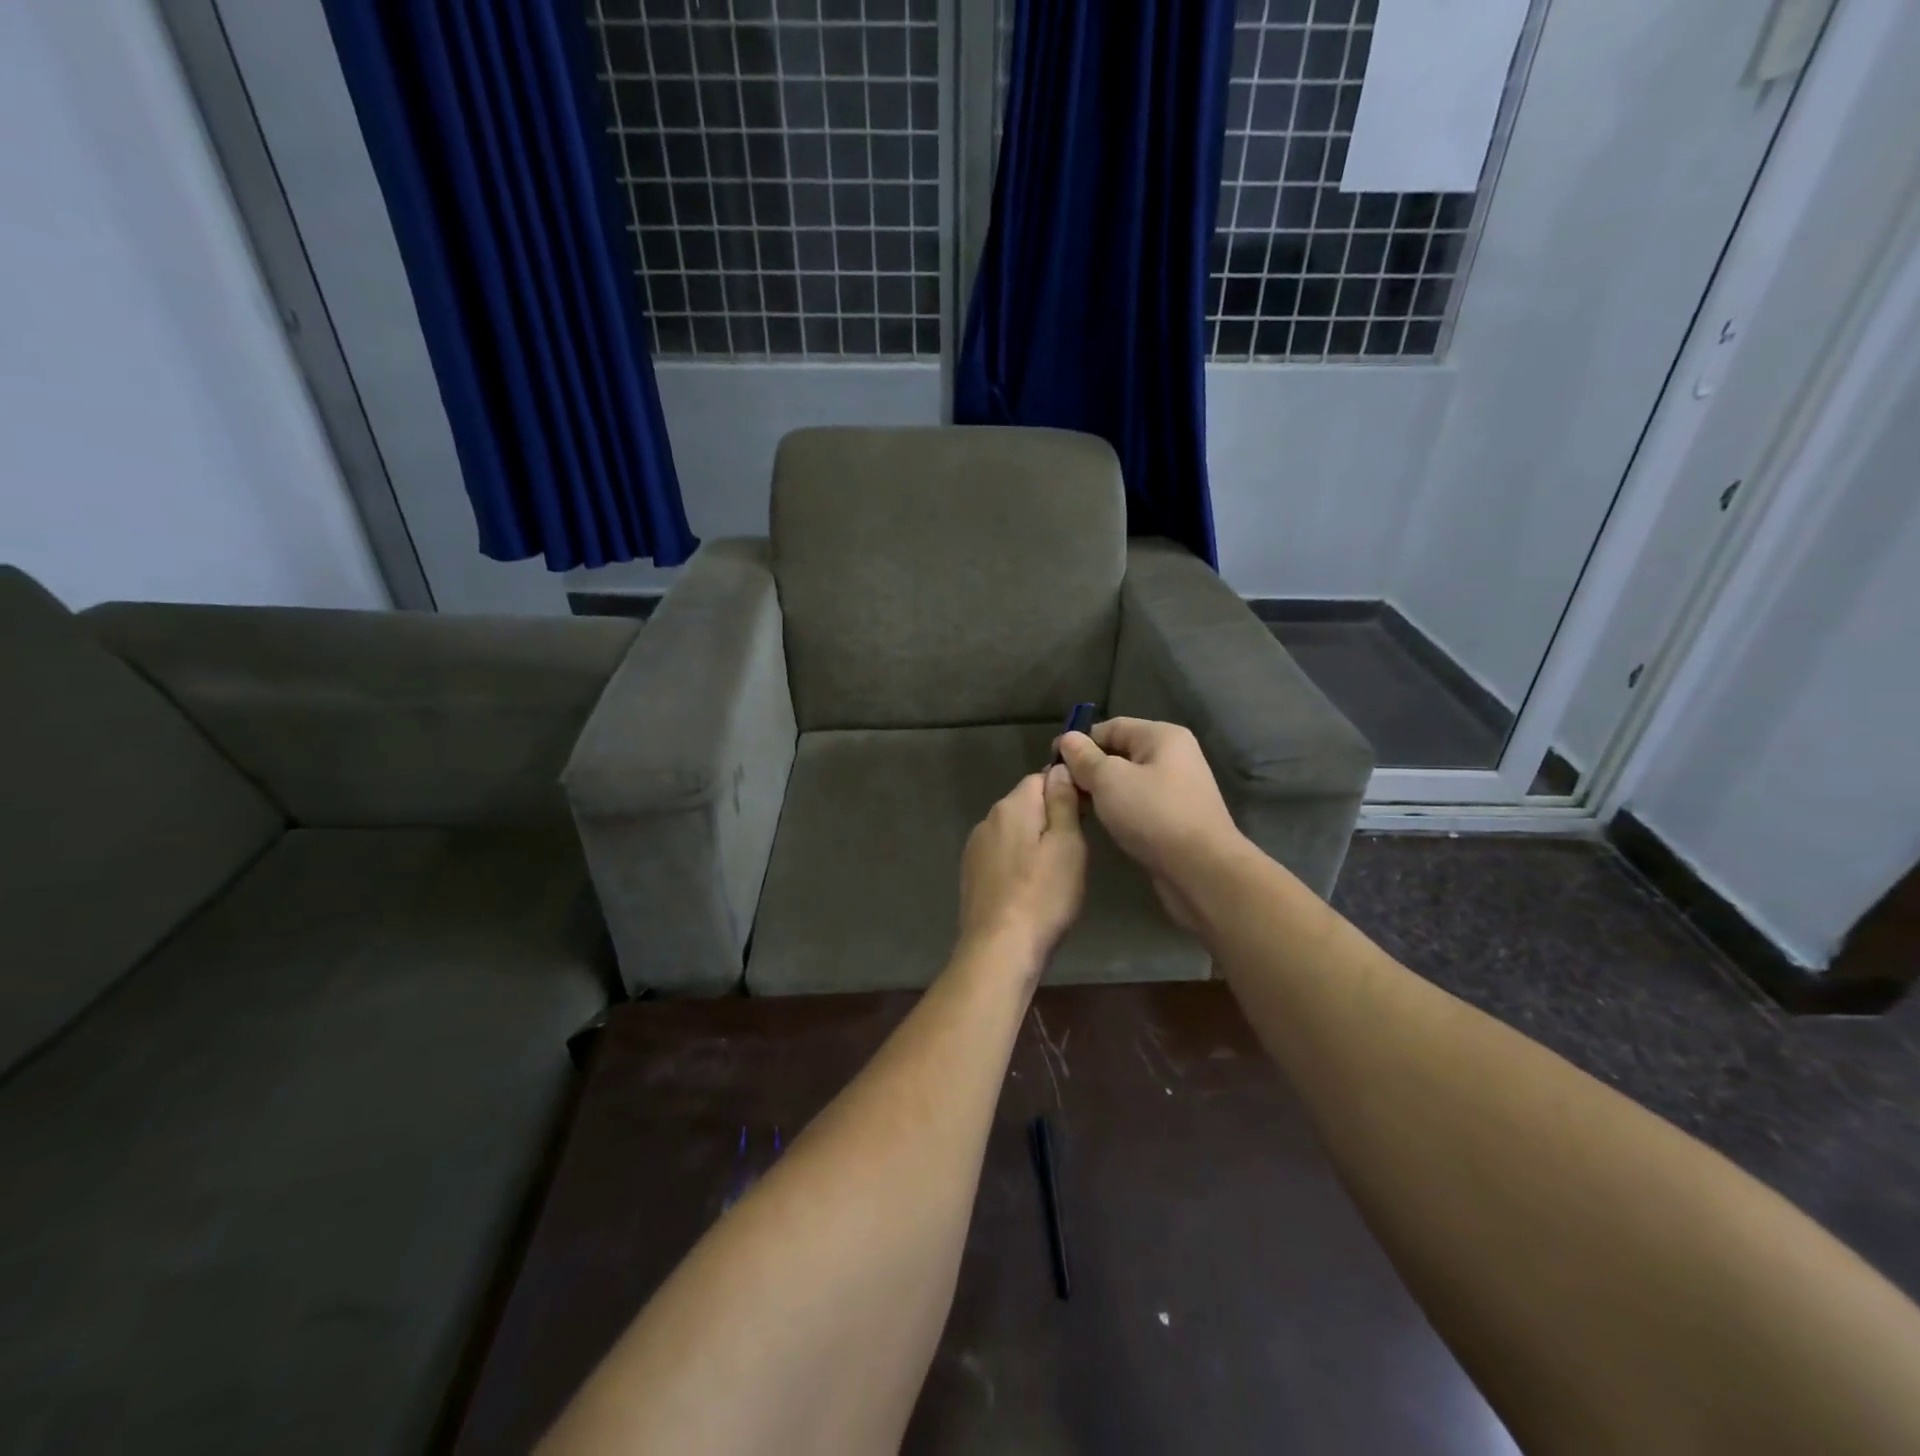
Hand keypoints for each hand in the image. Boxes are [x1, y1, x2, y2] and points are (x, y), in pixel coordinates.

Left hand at [957, 766, 1086, 972]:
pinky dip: (1016, 862)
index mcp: (1012, 807)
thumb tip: (1059, 768)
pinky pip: (1000, 854)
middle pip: (1024, 804)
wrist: (999, 949)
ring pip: (1012, 831)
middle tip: (1074, 849)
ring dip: (1032, 841)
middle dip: (1049, 817)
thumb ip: (1063, 803)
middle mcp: (987, 819)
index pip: (1040, 778)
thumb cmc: (1043, 896)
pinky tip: (1029, 887)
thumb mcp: (1067, 845)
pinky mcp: (970, 874)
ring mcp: (975, 848)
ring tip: (1053, 872)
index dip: (1065, 790)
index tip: (1085, 815)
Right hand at [1055, 718, 1241, 929]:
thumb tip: (1068, 739)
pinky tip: (1099, 822)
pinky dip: (1117, 808)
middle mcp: (1173, 756)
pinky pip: (1137, 803)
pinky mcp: (1175, 817)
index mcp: (1162, 736)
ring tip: (1074, 806)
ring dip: (1100, 791)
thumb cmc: (1153, 814)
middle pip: (1119, 753)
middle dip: (1087, 768)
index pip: (1110, 727)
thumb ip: (1084, 757)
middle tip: (1059, 788)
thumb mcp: (1109, 779)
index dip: (1078, 741)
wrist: (1201, 870)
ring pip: (1127, 781)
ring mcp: (1176, 788)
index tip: (1051, 762)